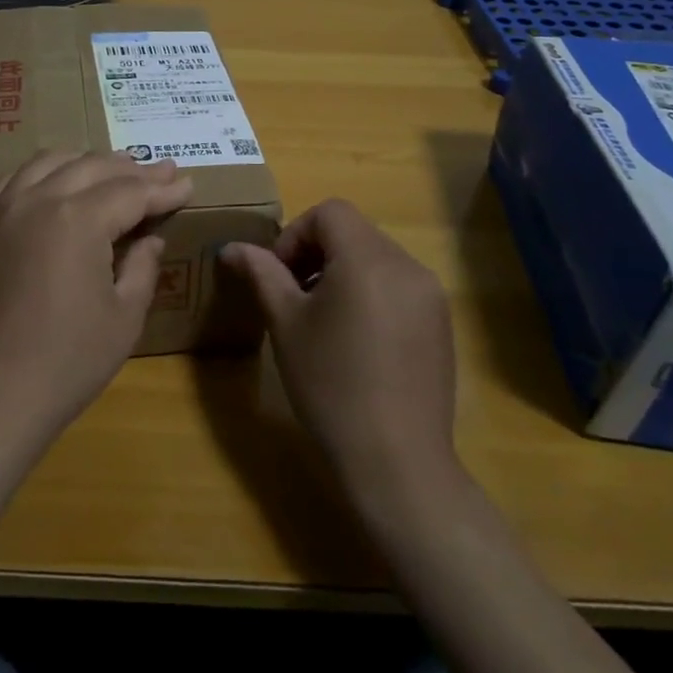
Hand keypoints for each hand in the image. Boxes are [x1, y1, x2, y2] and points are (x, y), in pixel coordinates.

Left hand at [0, 151, 192, 462]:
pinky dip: (42, 173)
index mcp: (78, 219)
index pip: (131, 191)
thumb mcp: (123, 319)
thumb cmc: (64, 365)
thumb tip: (150, 238)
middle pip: (92, 167)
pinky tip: (54, 183)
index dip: (164, 189)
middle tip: (162, 173)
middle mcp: (36, 199)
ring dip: (87, 162)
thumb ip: (142, 267)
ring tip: (113, 170)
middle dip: (132, 169)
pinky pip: (11, 180)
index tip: (188, 184)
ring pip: (49, 162)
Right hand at [222, 200, 458, 508]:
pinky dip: (371, 293)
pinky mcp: (441, 323)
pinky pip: (399, 286)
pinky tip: (357, 342)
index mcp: (368, 258)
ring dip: (343, 272)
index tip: (280, 276)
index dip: (296, 234)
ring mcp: (430, 295)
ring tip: (324, 321)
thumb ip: (261, 274)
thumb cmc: (330, 384)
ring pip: (376, 258)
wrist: (396, 460)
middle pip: (354, 232)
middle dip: (317, 253)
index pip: (329, 212)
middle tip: (294, 297)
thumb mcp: (285, 324)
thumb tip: (231, 247)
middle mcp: (406, 265)